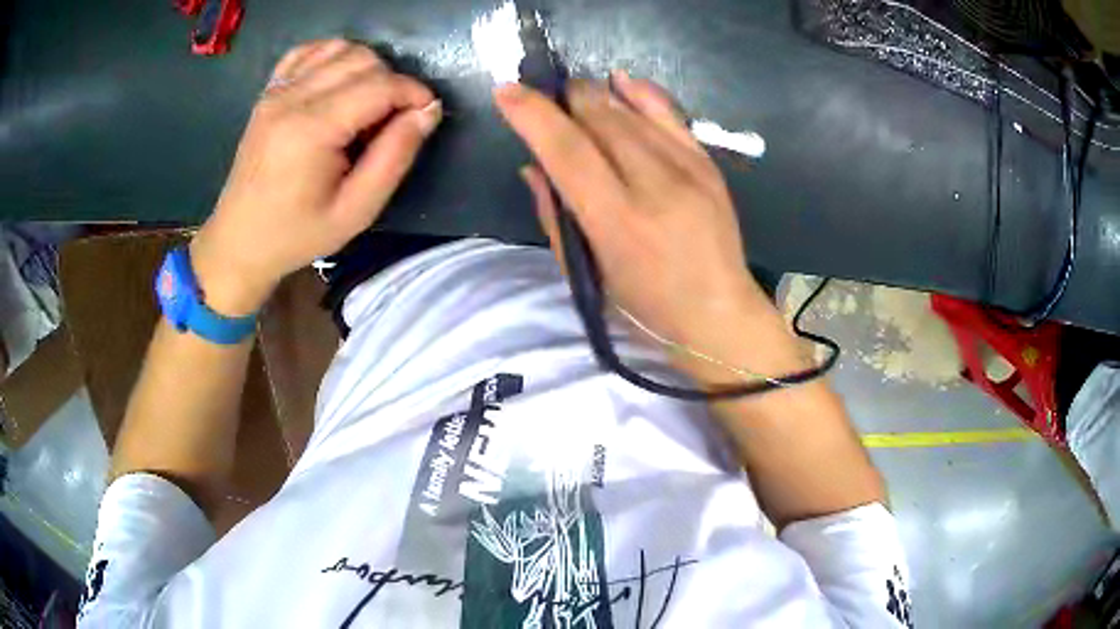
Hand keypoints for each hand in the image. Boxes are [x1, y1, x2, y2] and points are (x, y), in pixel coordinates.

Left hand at [191, 39, 441, 314]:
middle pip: (362, 60)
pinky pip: (309, 51)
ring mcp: (277, 91)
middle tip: (391, 121)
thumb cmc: (297, 234)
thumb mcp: (356, 211)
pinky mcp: (268, 92)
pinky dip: (334, 56)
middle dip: (392, 82)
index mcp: (312, 129)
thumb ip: (395, 157)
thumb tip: (428, 111)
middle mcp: (292, 98)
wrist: (239, 241)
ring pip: (340, 48)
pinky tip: (339, 83)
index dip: (414, 94)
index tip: (426, 115)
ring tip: (366, 105)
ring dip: (366, 68)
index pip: (380, 85)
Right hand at [494, 73, 778, 366]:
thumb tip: (534, 165)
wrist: (718, 313)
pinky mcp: (708, 163)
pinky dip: (640, 92)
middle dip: (564, 98)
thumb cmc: (644, 307)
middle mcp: (655, 186)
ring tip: (574, 95)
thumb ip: (555, 216)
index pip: (568, 150)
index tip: (506, 91)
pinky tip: (619, 81)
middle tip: (543, 96)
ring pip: (631, 110)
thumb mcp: (587, 274)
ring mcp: (688, 170)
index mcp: (619, 222)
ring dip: (595, 95)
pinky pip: (670, 113)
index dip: (533, 115)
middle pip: (600, 118)